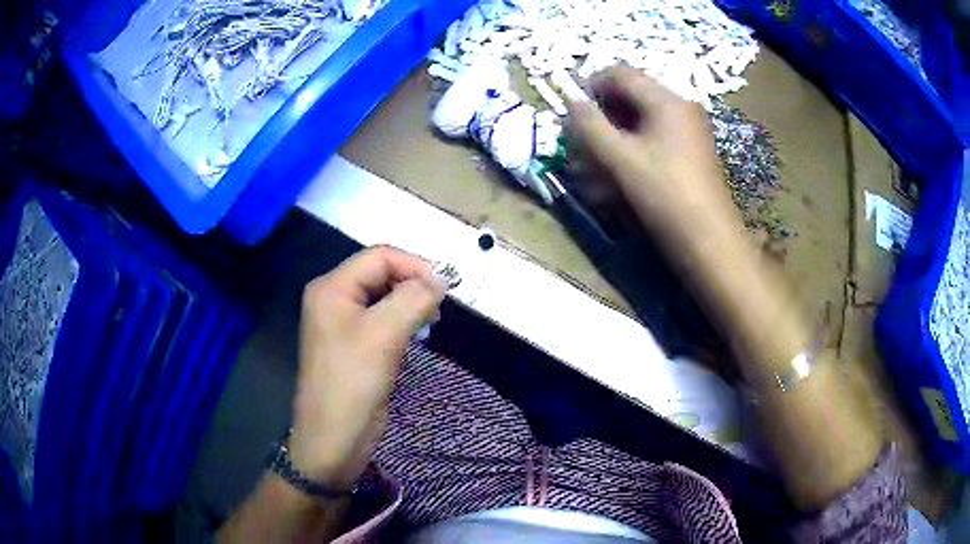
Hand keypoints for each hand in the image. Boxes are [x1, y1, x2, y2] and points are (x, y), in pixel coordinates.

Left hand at [288, 246, 446, 488]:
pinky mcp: (354, 345)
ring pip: (384, 297)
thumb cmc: (351, 385)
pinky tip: (418, 334)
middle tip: (440, 308)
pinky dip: (403, 321)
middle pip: (380, 273)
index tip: (446, 288)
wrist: (333, 441)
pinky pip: (382, 319)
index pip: (379, 257)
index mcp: (331, 288)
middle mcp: (334, 298)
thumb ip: (413, 299)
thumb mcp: (383, 337)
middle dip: (413, 283)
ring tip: (431, 322)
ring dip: (411, 303)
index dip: (414, 265)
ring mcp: (343, 323)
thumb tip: (443, 277)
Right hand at [568, 67, 743, 256]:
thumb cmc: (664, 195)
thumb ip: (589, 126)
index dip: (591, 85)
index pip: (620, 74)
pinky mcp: (694, 149)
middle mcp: (682, 106)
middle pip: (634, 92)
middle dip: (605, 110)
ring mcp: (691, 128)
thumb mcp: (619, 159)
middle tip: (586, 135)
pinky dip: (637, 142)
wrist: (709, 240)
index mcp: (666, 100)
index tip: (573, 111)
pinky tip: (628, 167)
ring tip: (602, 155)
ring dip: (619, 128)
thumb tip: (571, 102)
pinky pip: (659, 133)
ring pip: (645, 115)